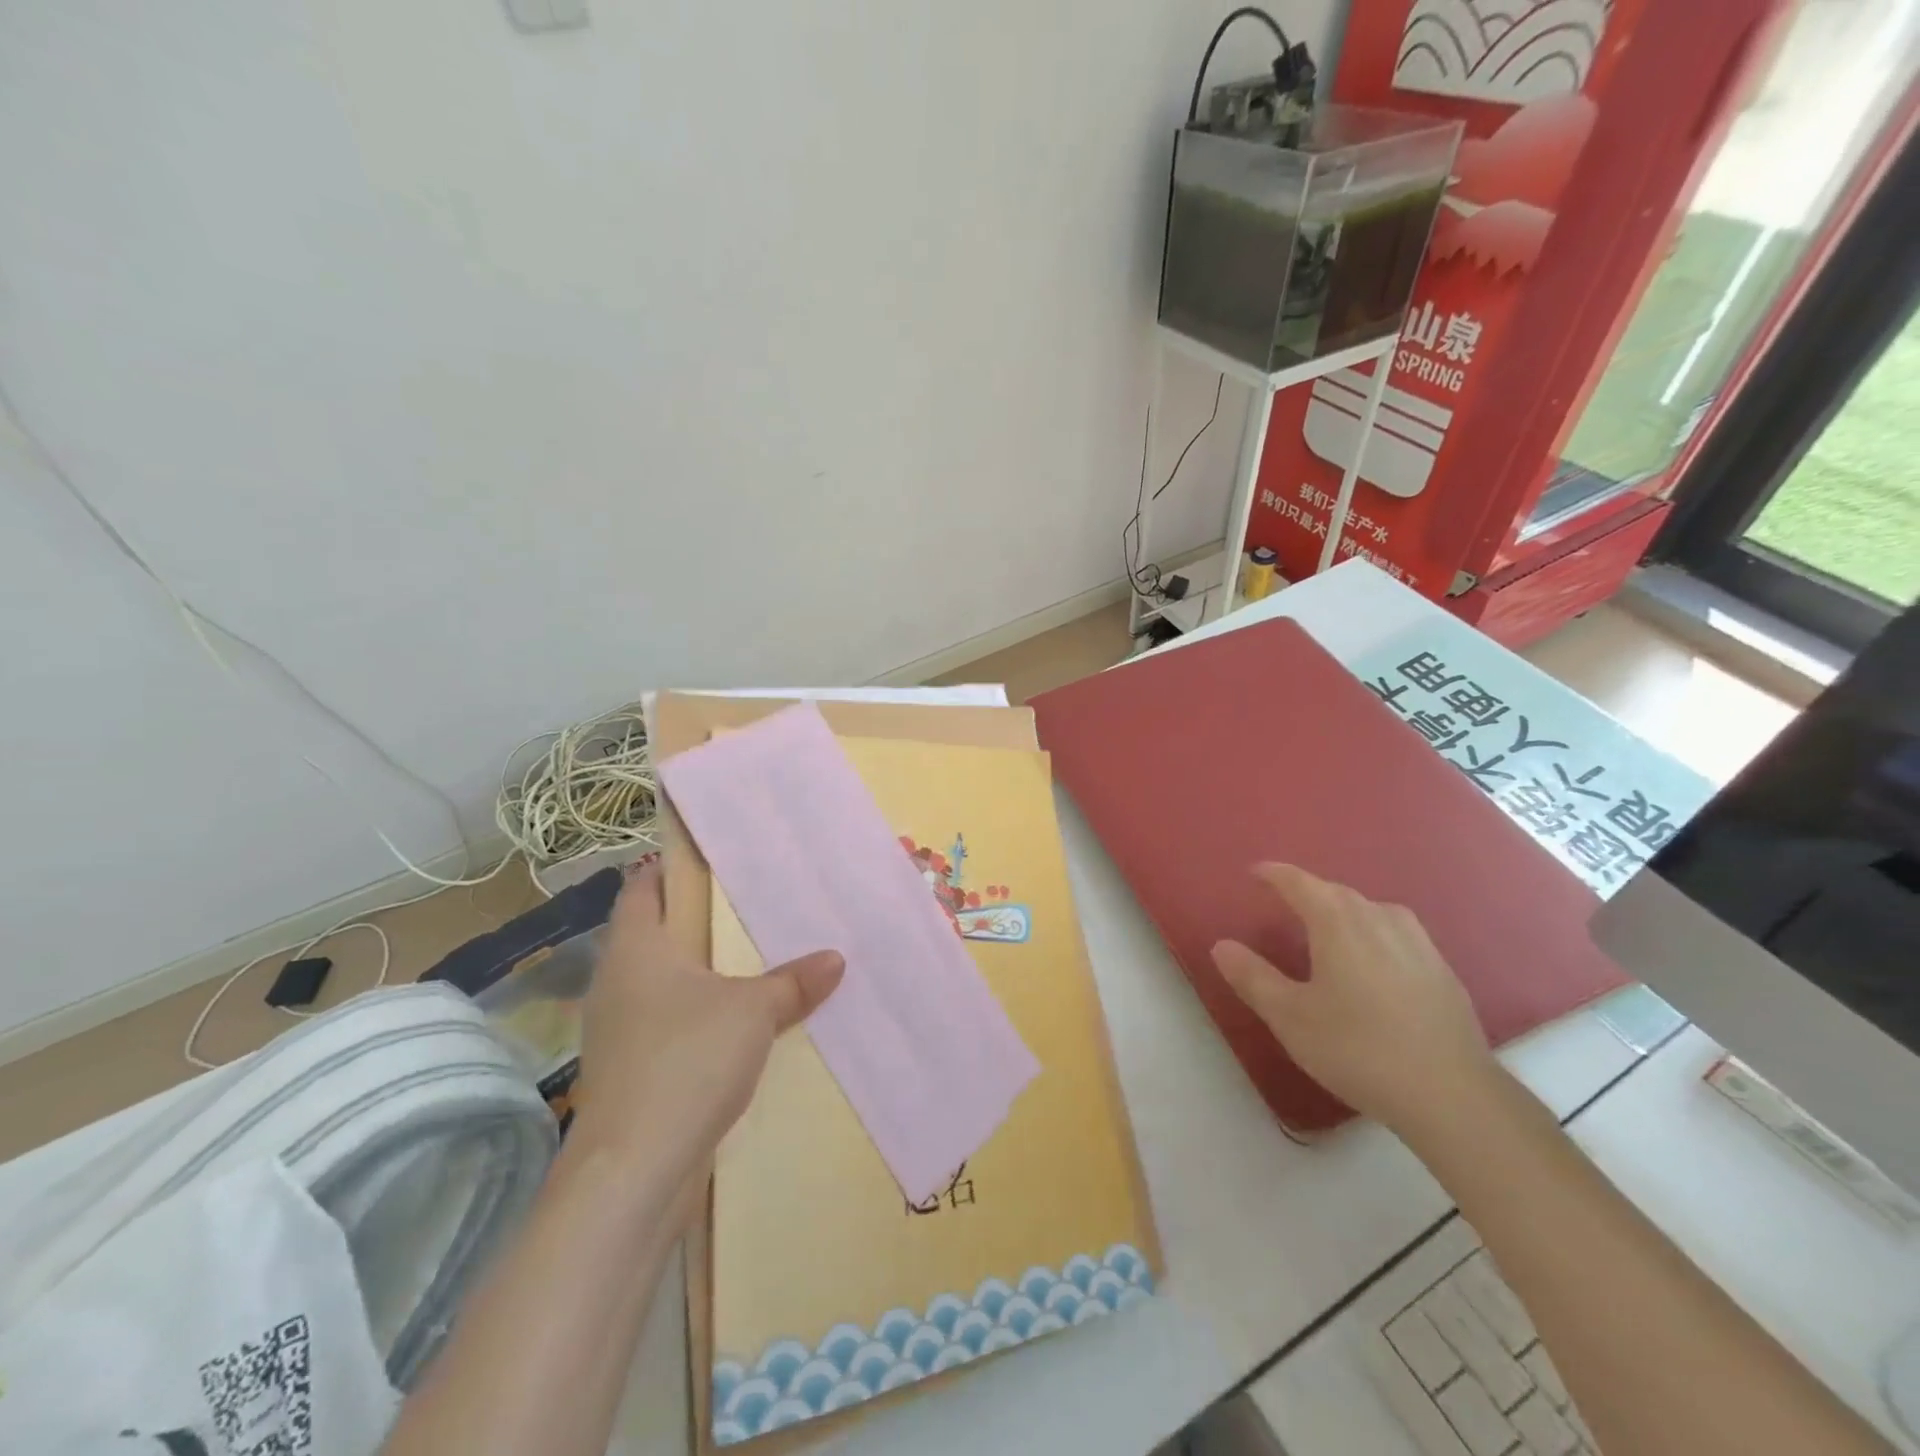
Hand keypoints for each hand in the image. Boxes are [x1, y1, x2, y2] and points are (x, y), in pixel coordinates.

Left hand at [570, 867, 843, 1205]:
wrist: (634, 1171)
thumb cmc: (687, 1060)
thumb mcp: (753, 1011)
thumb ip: (793, 981)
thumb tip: (835, 958)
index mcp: (636, 948)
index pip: (642, 887)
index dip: (670, 866)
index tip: (713, 857)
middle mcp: (618, 981)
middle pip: (656, 933)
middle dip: (699, 920)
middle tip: (752, 905)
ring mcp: (619, 1028)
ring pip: (664, 981)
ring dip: (702, 971)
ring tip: (754, 959)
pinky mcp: (630, 1069)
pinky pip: (668, 1021)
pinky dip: (699, 1013)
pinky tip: (738, 1022)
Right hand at [1210, 863, 1494, 1135]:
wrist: (1453, 1096)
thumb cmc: (1359, 1049)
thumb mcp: (1290, 1017)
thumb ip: (1253, 977)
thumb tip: (1222, 945)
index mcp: (1338, 922)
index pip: (1299, 883)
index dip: (1274, 874)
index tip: (1254, 872)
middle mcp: (1379, 919)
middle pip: (1336, 892)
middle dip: (1308, 892)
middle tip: (1284, 903)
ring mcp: (1417, 943)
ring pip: (1370, 910)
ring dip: (1343, 911)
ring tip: (1327, 928)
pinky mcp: (1441, 970)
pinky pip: (1395, 933)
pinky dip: (1372, 934)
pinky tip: (1371, 962)